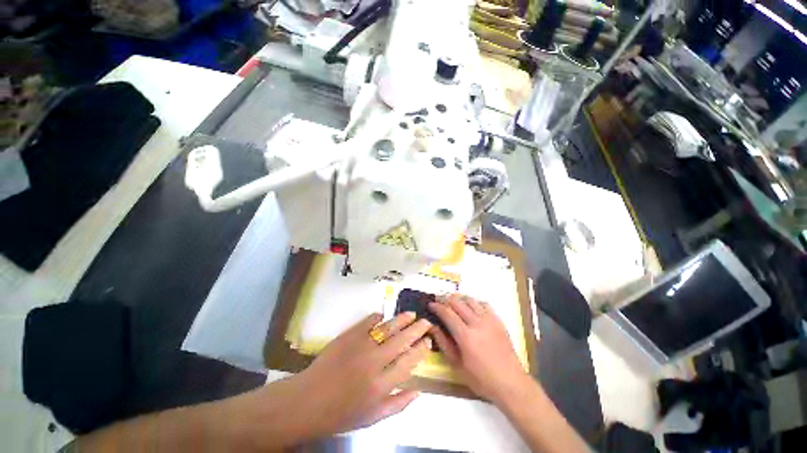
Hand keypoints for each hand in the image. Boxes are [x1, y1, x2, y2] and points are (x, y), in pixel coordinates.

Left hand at [267, 312, 432, 440]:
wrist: (308, 401)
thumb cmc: (341, 414)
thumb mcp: (372, 418)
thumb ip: (398, 405)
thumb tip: (419, 391)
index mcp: (381, 385)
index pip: (409, 361)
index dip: (421, 349)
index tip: (428, 341)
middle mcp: (374, 362)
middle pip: (402, 340)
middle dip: (417, 329)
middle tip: (426, 322)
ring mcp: (361, 346)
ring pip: (388, 328)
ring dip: (402, 319)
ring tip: (411, 314)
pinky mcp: (348, 335)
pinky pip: (368, 321)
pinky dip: (377, 317)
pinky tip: (384, 316)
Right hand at [429, 294, 529, 402]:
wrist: (510, 383)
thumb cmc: (481, 378)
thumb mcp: (457, 365)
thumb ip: (444, 343)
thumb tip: (433, 327)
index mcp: (465, 336)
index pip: (447, 313)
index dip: (437, 307)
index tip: (430, 304)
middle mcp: (477, 323)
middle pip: (458, 302)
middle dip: (446, 299)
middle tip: (439, 301)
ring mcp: (489, 320)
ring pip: (471, 300)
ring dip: (460, 299)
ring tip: (454, 303)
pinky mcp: (498, 321)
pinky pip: (484, 304)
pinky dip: (475, 302)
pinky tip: (472, 308)